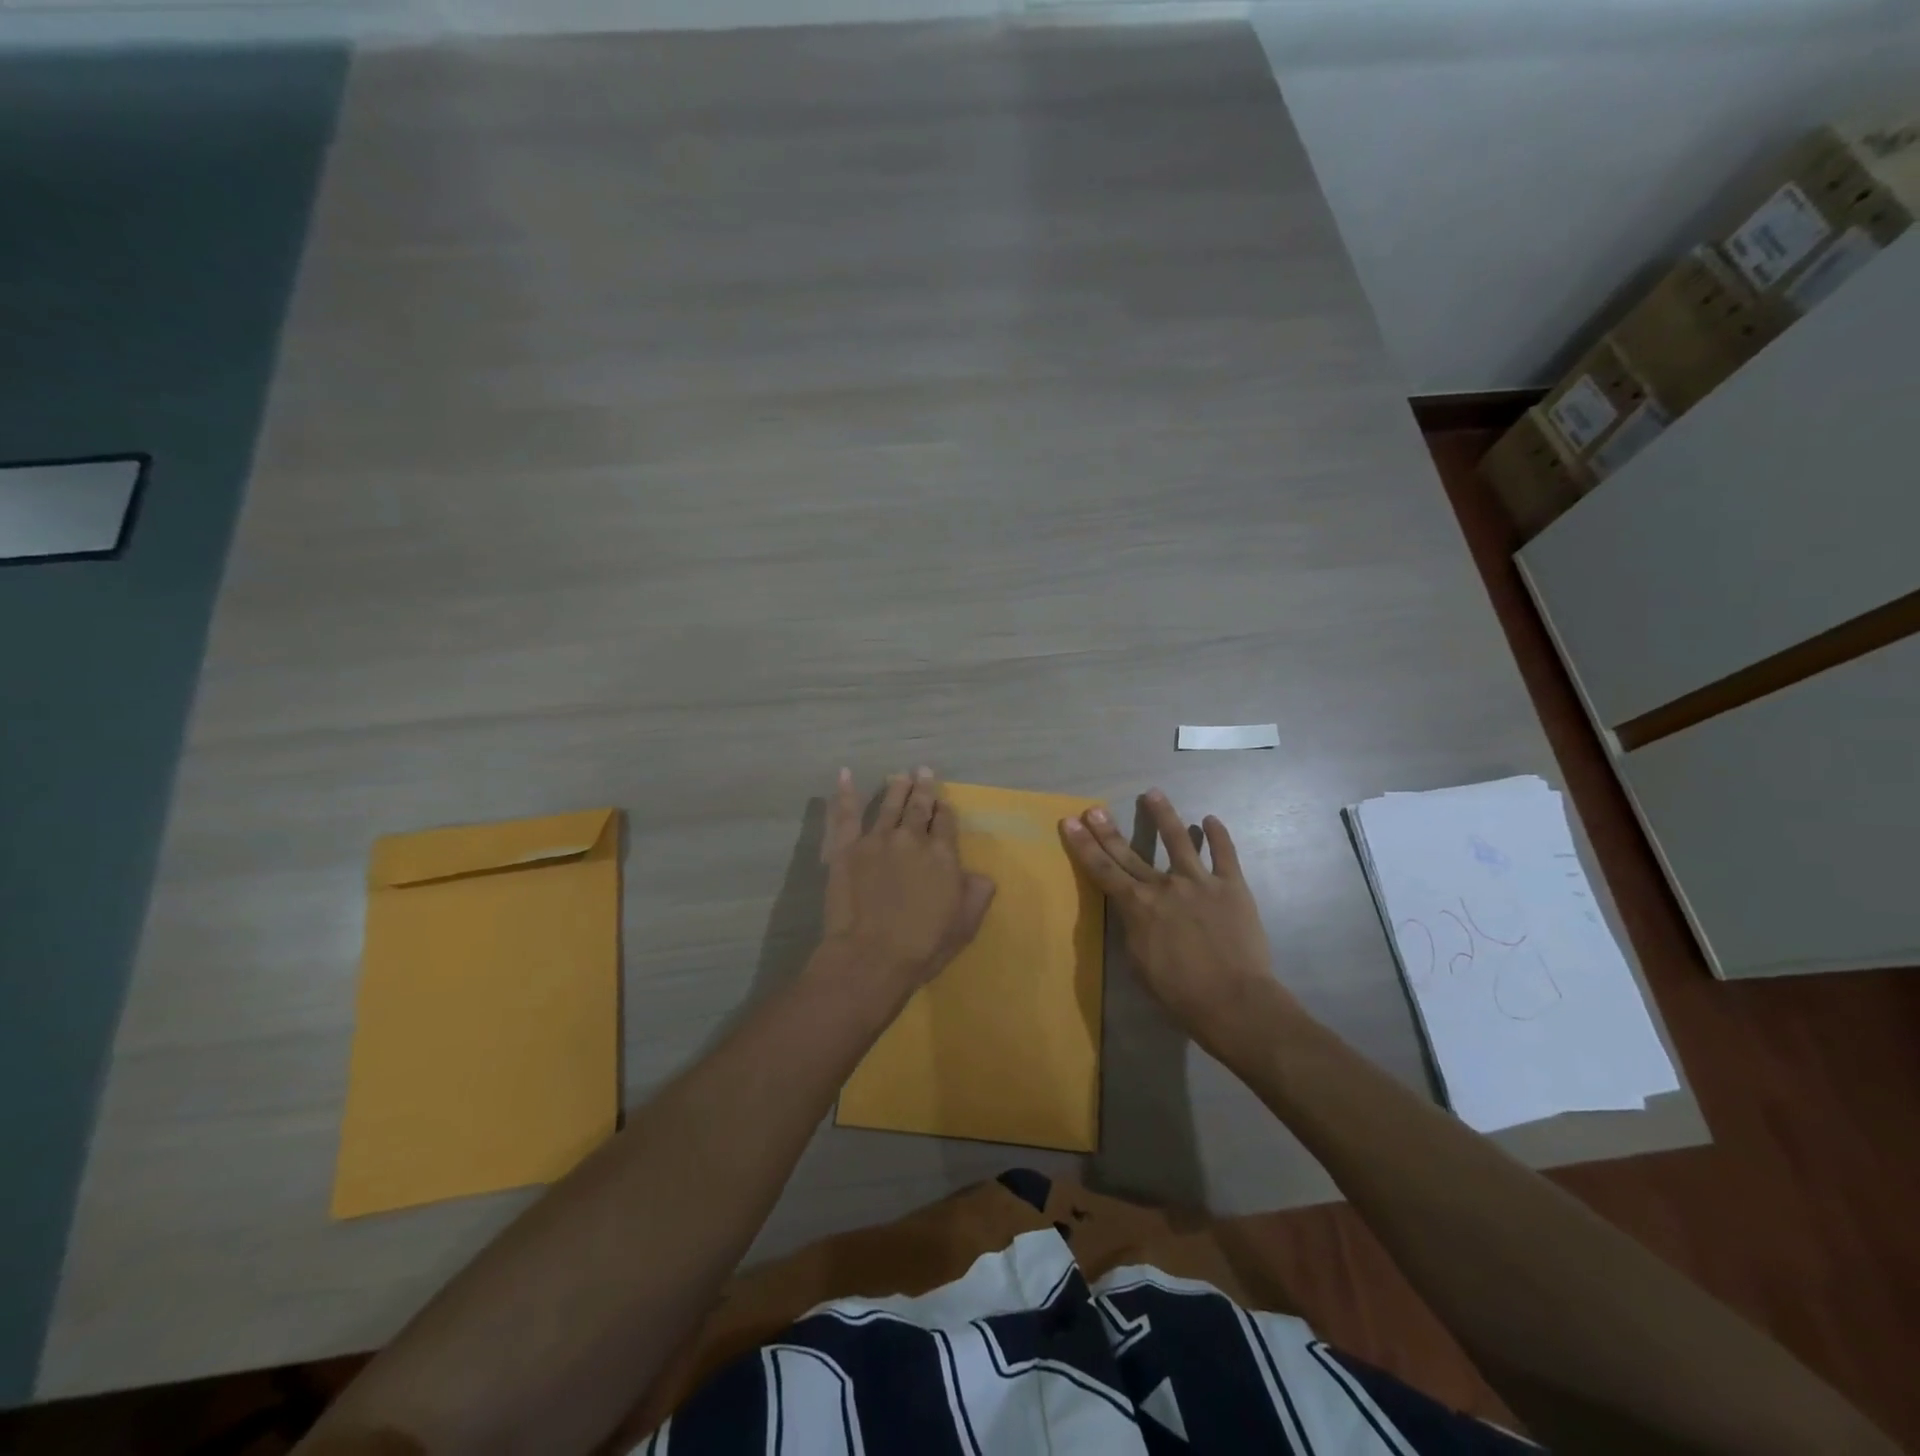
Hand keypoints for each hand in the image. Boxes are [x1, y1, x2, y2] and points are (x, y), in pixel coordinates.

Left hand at [819, 767, 996, 997]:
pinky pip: (846, 814)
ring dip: (896, 787)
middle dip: (923, 788)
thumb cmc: (923, 946)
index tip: (944, 803)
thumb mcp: (965, 924)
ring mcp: (877, 840)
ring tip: (899, 775)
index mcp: (942, 854)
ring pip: (888, 805)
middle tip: (923, 770)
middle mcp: (911, 839)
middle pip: (919, 807)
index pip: (946, 822)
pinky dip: (846, 793)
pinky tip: (845, 775)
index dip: (945, 810)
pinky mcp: (846, 848)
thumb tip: (980, 874)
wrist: (871, 957)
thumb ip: (977, 893)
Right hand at [1060, 788, 1295, 1051]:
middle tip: (1094, 808)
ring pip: (1178, 840)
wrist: (1233, 1001)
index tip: (1070, 822)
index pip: (1102, 870)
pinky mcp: (1232, 886)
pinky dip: (1217, 835)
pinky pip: (1225, 854)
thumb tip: (1133, 910)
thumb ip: (1133, 929)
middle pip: (1130, 852)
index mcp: (1137, 906)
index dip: (1083, 845)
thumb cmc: (1179, 993)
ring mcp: (1199, 882)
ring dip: (1164, 815)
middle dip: (1108, 829)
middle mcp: (1163, 886)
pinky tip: (1210, 819)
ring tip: (1153, 793)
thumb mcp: (1139, 963)